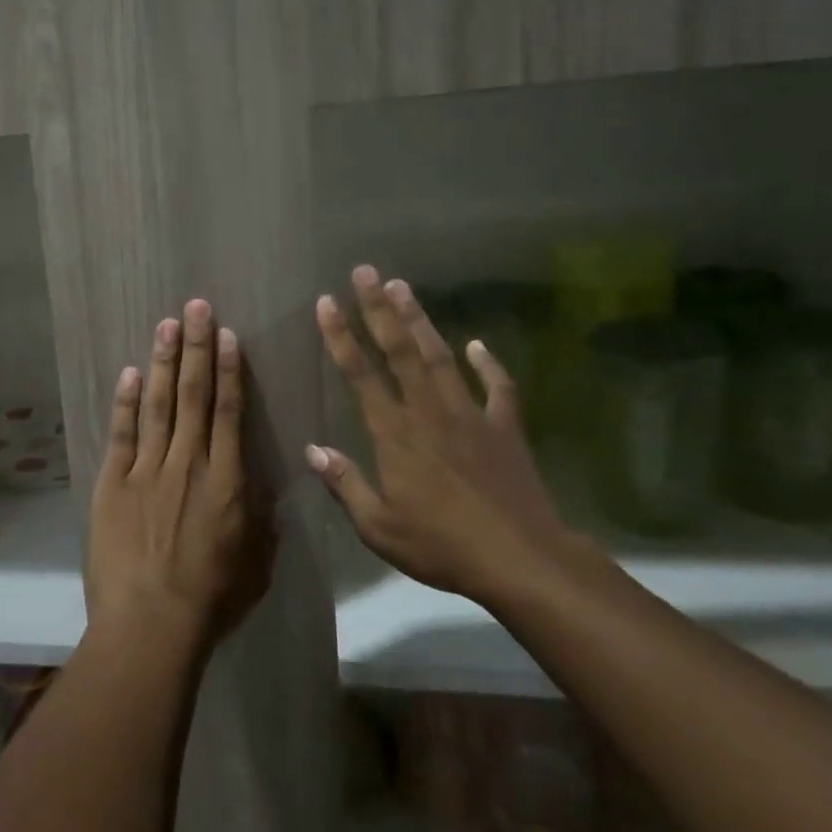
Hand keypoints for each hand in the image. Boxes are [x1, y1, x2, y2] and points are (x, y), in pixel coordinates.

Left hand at [86, 300, 275, 651]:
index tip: (226, 335)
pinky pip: (121, 434)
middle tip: (195, 306)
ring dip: (163, 362)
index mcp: (227, 480)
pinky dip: (125, 402)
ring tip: (166, 324)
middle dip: (196, 347)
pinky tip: (129, 373)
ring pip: (158, 404)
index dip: (229, 369)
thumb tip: (265, 494)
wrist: (150, 624)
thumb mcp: (256, 567)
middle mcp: (188, 462)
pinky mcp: (113, 483)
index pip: (231, 411)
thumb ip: (262, 524)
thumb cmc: (211, 601)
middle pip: (194, 395)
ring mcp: (147, 470)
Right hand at [308, 266, 573, 604]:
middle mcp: (428, 411)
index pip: (360, 374)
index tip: (327, 302)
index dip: (340, 336)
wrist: (519, 559)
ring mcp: (469, 415)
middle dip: (378, 309)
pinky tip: (477, 344)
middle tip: (365, 271)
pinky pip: (497, 388)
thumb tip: (312, 450)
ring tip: (403, 286)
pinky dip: (488, 364)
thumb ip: (345, 484)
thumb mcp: (379, 526)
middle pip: (399, 350)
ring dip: (420, 320)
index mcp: (394, 433)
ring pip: (439, 357)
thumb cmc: (441, 545)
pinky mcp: (504, 428)